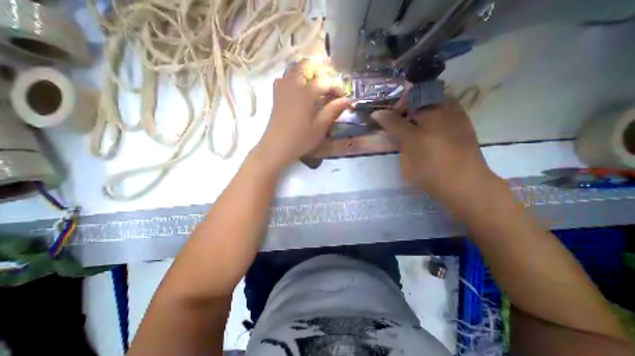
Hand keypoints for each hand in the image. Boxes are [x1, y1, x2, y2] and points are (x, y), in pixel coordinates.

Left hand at [255, 58, 348, 171]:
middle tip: (329, 86)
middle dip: (321, 72)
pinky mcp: (276, 94)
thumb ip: (332, 111)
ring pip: (295, 68)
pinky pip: (286, 77)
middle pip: (307, 65)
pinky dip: (296, 78)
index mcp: (305, 94)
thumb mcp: (319, 128)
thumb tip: (347, 100)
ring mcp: (282, 88)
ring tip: (317, 87)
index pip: (325, 81)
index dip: (336, 86)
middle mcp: (292, 85)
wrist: (276, 147)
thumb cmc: (299, 140)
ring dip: (309, 73)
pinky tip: (301, 91)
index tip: (342, 97)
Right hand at [373, 97, 495, 204]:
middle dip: (405, 115)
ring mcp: (456, 121)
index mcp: (438, 105)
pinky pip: (437, 124)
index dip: (398, 106)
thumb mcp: (409, 141)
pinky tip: (422, 144)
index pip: (413, 94)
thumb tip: (376, 113)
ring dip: (414, 123)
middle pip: (421, 103)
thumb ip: (393, 124)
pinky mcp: (457, 135)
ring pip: (428, 115)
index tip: (389, 121)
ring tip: (408, 139)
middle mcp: (449, 108)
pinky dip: (425, 130)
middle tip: (397, 132)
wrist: (463, 186)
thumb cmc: (432, 161)